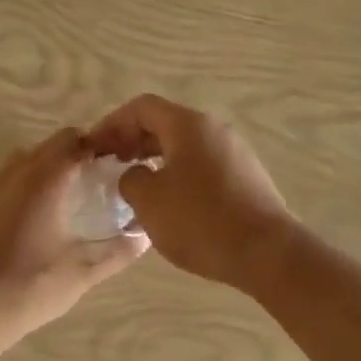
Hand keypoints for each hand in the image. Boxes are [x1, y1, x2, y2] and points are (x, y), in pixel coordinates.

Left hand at [0, 127, 147, 345]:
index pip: (75, 142)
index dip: (99, 146)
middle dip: (77, 152)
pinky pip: (9, 176)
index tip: (118, 162)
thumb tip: (145, 235)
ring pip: (27, 157)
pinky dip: (28, 179)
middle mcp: (17, 173)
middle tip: (100, 177)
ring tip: (71, 191)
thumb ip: (119, 251)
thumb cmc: (31, 286)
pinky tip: (40, 212)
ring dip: (50, 163)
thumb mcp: (84, 272)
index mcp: (45, 180)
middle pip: (51, 145)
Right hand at [86, 95, 297, 293]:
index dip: (112, 124)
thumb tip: (135, 175)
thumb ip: (130, 179)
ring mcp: (233, 152)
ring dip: (153, 158)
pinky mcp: (245, 177)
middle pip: (164, 123)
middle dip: (132, 140)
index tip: (93, 147)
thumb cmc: (201, 221)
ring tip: (133, 184)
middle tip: (108, 164)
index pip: (142, 107)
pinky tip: (167, 203)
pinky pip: (201, 164)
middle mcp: (213, 129)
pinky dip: (176, 173)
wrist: (267, 252)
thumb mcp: (149, 201)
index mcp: (188, 125)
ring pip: (183, 145)